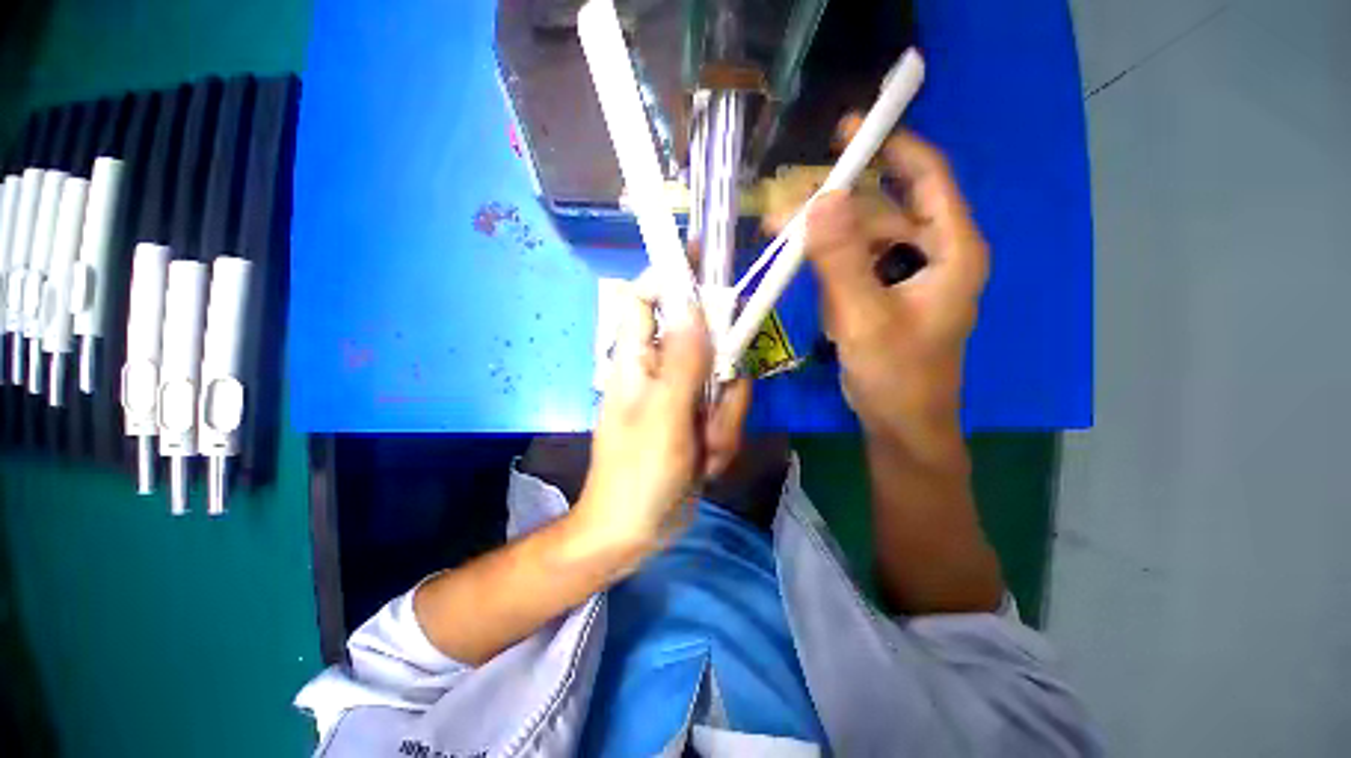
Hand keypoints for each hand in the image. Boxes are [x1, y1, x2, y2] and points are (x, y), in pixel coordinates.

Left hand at [574, 285, 750, 567]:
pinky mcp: (698, 421)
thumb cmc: (637, 473)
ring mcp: (683, 397)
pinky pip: (726, 414)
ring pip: (724, 384)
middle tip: (711, 416)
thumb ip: (682, 361)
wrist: (635, 530)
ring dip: (721, 422)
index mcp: (638, 361)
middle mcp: (661, 370)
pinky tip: (703, 466)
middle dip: (719, 382)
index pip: (645, 300)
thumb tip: (693, 304)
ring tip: (700, 453)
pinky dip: (722, 440)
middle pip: (706, 345)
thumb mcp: (664, 416)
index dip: (669, 277)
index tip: (706, 261)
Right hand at [774, 118, 986, 446]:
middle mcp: (931, 254)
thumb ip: (841, 261)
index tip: (847, 131)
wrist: (899, 424)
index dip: (891, 147)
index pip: (926, 177)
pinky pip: (852, 267)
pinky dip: (826, 269)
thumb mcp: (865, 317)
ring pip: (859, 240)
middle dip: (830, 209)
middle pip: (879, 211)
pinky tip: (807, 284)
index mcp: (951, 250)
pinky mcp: (882, 295)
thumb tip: (819, 200)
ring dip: (820, 242)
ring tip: (778, 240)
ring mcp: (904, 276)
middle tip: (781, 211)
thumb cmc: (897, 376)